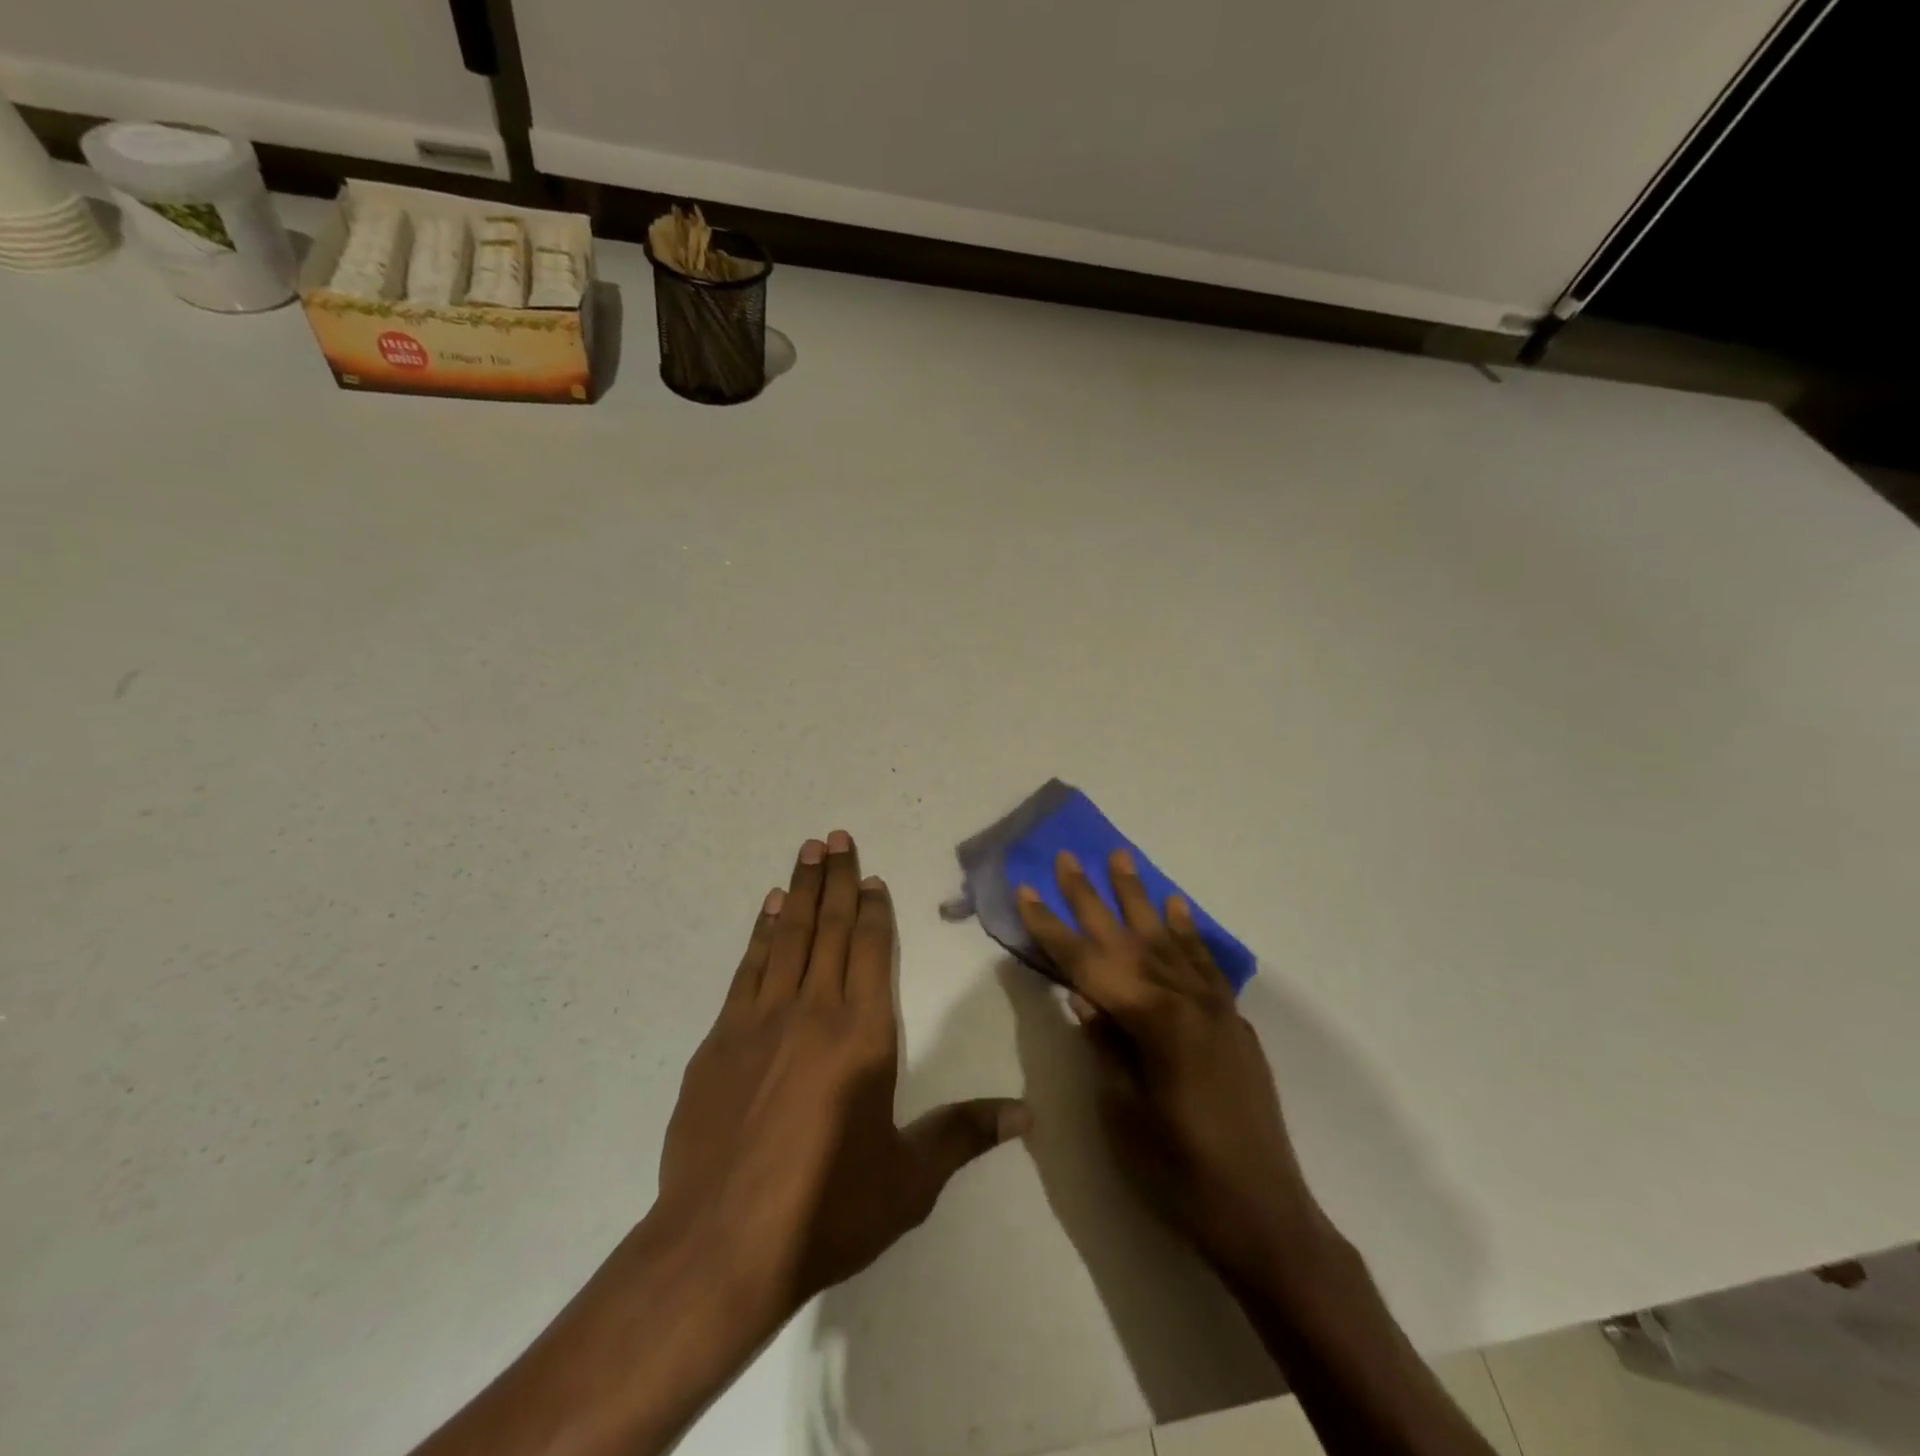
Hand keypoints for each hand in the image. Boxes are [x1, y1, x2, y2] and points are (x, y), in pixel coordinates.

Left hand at [658, 830, 1029, 1326]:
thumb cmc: (826, 1210)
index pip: (872, 952)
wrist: (719, 1246)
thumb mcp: (909, 1181)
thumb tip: (1027, 1114)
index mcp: (864, 1035)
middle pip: (831, 929)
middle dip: (838, 880)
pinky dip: (763, 931)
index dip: (875, 910)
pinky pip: (749, 967)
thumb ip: (964, 1135)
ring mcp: (761, 1020)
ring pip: (789, 936)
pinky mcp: (721, 1039)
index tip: (873, 876)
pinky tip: (771, 907)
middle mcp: (815, 1011)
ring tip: (808, 850)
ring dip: (802, 890)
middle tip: (836, 836)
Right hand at [1017, 849, 1329, 1286]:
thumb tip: (1083, 996)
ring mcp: (1214, 1006)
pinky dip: (1186, 931)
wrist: (1264, 1216)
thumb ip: (1105, 1044)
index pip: (1087, 963)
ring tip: (1121, 858)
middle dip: (1091, 896)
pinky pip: (1204, 962)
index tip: (1026, 890)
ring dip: (1139, 897)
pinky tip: (1174, 907)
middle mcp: (1185, 999)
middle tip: (1068, 856)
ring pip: (1166, 938)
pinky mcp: (1232, 1021)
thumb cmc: (1180, 1173)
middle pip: (1126, 938)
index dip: (1052, 928)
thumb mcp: (1123, 1113)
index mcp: (1153, 1020)